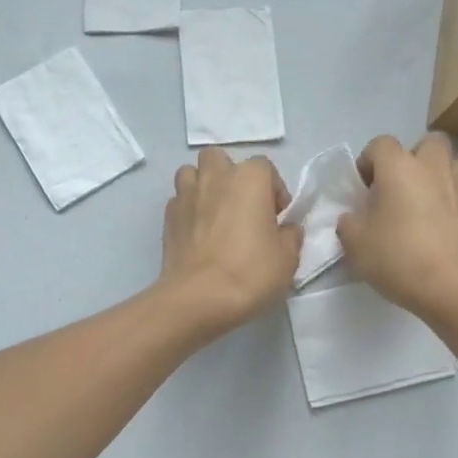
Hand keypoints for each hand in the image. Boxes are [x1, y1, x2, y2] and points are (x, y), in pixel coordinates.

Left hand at [160, 148, 302, 335]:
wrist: (198, 298)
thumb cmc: (250, 272)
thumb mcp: (288, 258)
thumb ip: (290, 235)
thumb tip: (286, 229)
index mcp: (249, 179)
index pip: (265, 168)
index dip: (274, 191)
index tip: (277, 218)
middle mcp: (216, 177)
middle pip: (221, 159)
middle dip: (231, 176)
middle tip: (242, 207)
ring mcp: (186, 194)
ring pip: (192, 173)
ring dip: (203, 186)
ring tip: (214, 214)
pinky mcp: (167, 216)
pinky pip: (179, 201)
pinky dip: (188, 210)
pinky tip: (197, 233)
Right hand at [337, 133, 457, 320]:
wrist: (455, 288)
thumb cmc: (399, 258)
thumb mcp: (355, 244)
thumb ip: (349, 224)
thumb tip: (353, 218)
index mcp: (399, 168)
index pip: (380, 144)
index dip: (368, 161)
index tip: (363, 189)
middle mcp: (433, 169)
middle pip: (429, 142)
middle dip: (414, 156)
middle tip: (400, 186)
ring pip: (455, 163)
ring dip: (440, 174)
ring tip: (425, 201)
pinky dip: (452, 204)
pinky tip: (440, 230)